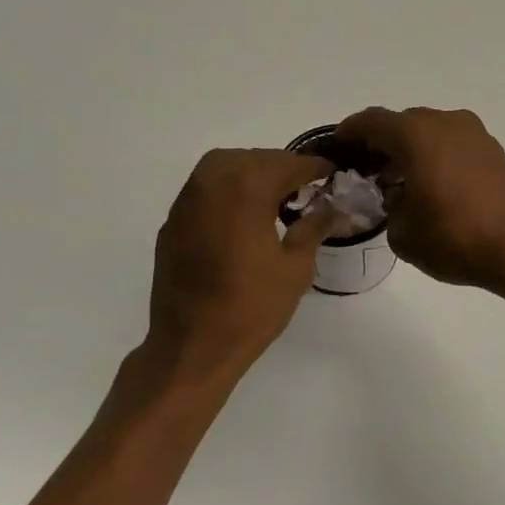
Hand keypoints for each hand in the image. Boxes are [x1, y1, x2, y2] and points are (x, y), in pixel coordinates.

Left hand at [145, 149, 337, 385]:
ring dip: (251, 172)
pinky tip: (243, 215)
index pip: (286, 164)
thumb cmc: (251, 308)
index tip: (331, 171)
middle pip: (252, 158)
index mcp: (245, 190)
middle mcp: (211, 184)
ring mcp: (186, 202)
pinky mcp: (172, 223)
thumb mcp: (295, 268)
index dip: (313, 166)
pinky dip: (227, 190)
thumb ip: (313, 227)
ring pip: (223, 167)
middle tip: (305, 185)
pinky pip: (204, 189)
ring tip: (275, 195)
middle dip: (281, 166)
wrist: (192, 346)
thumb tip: (332, 208)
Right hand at [334, 107, 504, 292]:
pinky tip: (431, 184)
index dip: (349, 132)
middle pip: (402, 123)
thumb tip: (396, 196)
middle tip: (366, 170)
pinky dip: (435, 154)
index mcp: (416, 135)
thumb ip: (387, 207)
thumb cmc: (455, 239)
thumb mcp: (402, 232)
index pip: (371, 122)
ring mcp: (474, 133)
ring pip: (429, 131)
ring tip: (399, 180)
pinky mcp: (493, 149)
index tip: (337, 147)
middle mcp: (445, 122)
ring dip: (410, 148)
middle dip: (381, 143)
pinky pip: (452, 142)